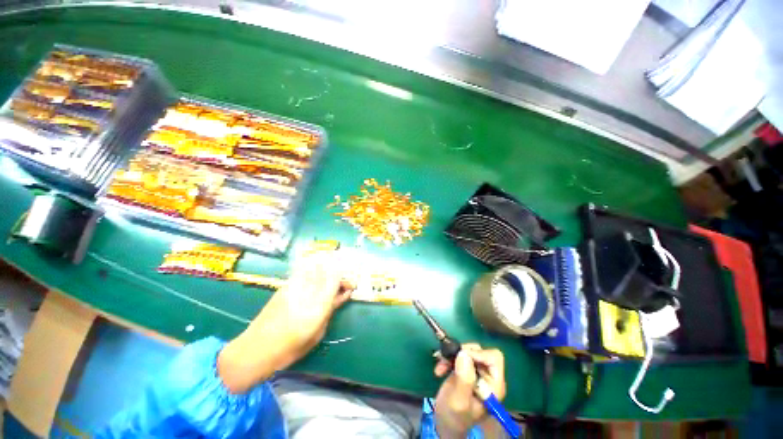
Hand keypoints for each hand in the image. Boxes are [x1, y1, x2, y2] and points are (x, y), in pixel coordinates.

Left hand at [263, 250, 354, 358]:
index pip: (336, 280)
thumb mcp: (318, 331)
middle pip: (328, 270)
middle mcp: (307, 290)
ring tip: (331, 280)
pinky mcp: (285, 285)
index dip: (345, 280)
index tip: (350, 287)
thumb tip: (342, 295)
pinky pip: (304, 270)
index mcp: (318, 305)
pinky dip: (315, 270)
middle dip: (339, 274)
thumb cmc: (292, 347)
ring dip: (327, 270)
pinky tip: (317, 278)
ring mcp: (295, 285)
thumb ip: (331, 309)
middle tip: (342, 284)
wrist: (257, 348)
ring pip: (316, 267)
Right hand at [433, 344, 505, 437]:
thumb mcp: (459, 400)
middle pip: (480, 351)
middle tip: (448, 359)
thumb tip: (464, 354)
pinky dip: (448, 358)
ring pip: (468, 351)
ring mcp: (476, 372)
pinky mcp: (466, 369)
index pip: (494, 358)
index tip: (461, 357)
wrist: (445, 424)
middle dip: (462, 353)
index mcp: (494, 386)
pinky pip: (459, 355)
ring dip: (452, 355)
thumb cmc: (454, 417)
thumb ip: (464, 379)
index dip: (478, 353)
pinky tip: (440, 369)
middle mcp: (488, 377)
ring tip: (441, 366)